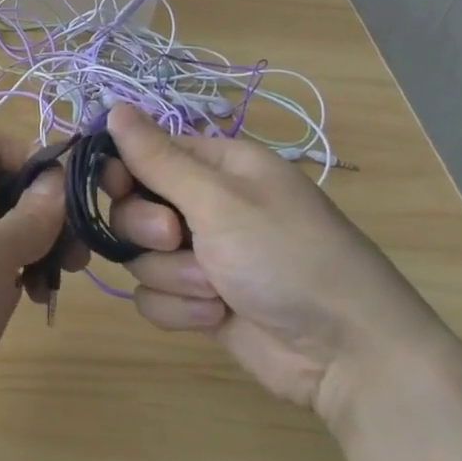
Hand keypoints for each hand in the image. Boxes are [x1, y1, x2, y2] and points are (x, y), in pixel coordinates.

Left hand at [0, 130, 84, 438]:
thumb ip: (27, 217)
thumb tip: (57, 181)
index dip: (30, 158)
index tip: (62, 198)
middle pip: (7, 186)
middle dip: (47, 211)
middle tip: (76, 254)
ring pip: (6, 227)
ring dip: (40, 246)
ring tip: (59, 282)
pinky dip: (20, 273)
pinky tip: (31, 302)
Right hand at [102, 105, 452, 422]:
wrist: (346, 353)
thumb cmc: (287, 256)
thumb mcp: (220, 201)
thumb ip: (158, 159)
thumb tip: (114, 107)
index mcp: (218, 166)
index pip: (146, 152)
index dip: (123, 171)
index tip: (118, 188)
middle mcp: (207, 205)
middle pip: (134, 207)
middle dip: (148, 230)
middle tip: (176, 239)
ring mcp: (203, 255)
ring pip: (141, 256)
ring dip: (172, 276)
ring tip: (215, 290)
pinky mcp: (201, 299)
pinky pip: (155, 297)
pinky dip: (180, 309)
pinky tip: (216, 316)